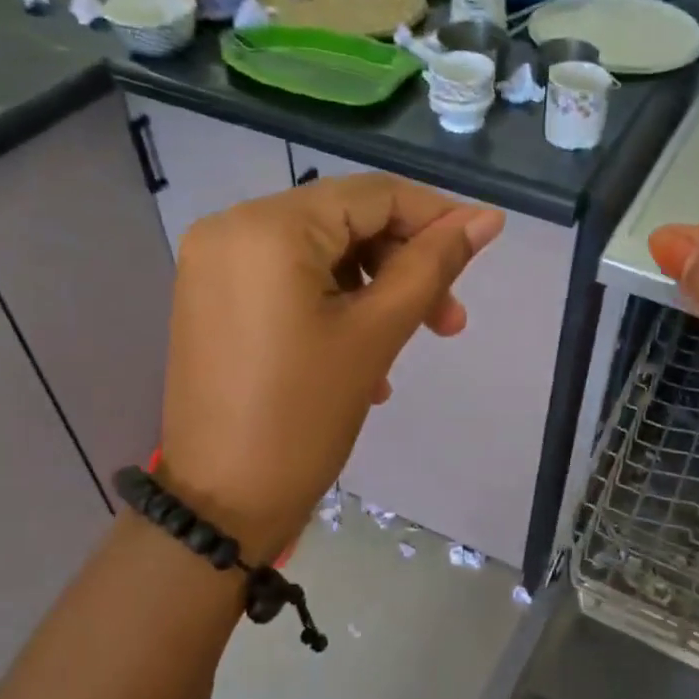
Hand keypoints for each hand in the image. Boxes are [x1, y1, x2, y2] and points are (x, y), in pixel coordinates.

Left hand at [160, 173, 503, 563]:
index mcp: (269, 227)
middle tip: (449, 322)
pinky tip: (363, 358)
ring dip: (373, 291)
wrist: (221, 503)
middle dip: (403, 265)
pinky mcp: (212, 296)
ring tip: (408, 346)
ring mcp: (215, 263)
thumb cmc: (304, 417)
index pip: (372, 195)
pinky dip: (333, 305)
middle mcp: (231, 227)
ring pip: (320, 254)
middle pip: (344, 222)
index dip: (434, 217)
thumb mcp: (377, 334)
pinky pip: (288, 281)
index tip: (481, 249)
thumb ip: (433, 266)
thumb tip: (487, 219)